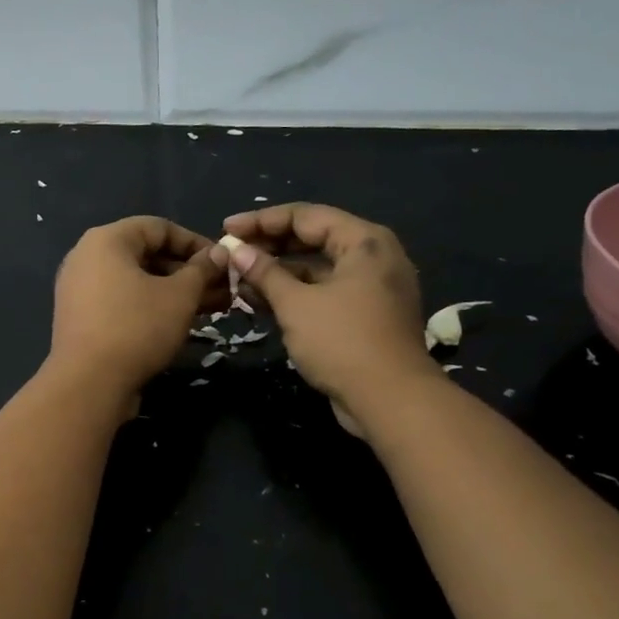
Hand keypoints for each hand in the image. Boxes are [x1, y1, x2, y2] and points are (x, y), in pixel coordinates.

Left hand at [50, 216, 220, 400]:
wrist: (88, 384)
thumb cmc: (137, 328)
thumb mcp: (179, 296)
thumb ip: (202, 270)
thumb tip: (220, 253)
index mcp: (106, 240)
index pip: (159, 227)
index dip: (195, 243)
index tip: (223, 263)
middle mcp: (87, 257)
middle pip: (146, 254)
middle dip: (188, 272)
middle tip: (222, 290)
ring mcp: (79, 289)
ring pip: (136, 281)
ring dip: (174, 292)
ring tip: (210, 309)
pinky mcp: (81, 318)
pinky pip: (122, 300)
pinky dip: (150, 306)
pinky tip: (179, 323)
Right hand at [213, 204, 439, 418]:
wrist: (391, 401)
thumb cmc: (342, 342)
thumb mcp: (296, 304)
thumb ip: (264, 273)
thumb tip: (237, 251)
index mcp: (364, 241)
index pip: (306, 216)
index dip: (262, 221)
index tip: (227, 229)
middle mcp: (373, 257)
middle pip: (313, 239)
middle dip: (269, 247)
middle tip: (232, 253)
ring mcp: (372, 288)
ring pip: (317, 268)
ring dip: (278, 273)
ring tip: (239, 281)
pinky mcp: (366, 315)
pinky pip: (324, 292)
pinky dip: (295, 295)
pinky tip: (261, 302)